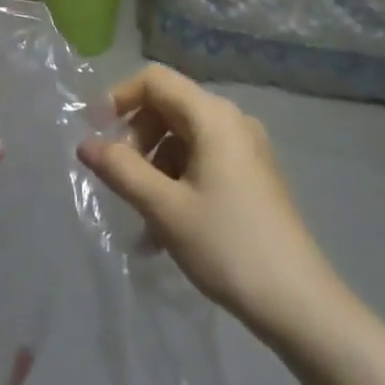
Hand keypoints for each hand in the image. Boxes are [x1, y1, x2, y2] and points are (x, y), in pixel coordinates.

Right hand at [78, 63, 337, 339]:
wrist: (299, 303)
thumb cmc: (227, 245)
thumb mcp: (164, 208)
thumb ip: (120, 170)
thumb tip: (85, 144)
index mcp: (213, 116)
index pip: (155, 80)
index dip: (119, 97)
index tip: (95, 133)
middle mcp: (232, 120)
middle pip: (168, 106)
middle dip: (136, 138)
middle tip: (120, 179)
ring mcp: (246, 148)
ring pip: (183, 138)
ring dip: (154, 167)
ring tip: (141, 217)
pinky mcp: (253, 176)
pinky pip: (203, 160)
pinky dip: (177, 181)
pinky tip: (165, 228)